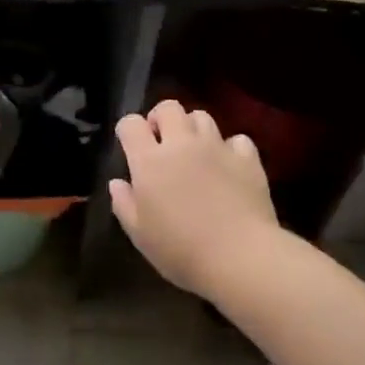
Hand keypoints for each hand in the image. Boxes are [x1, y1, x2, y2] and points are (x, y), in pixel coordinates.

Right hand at [109, 100, 278, 296]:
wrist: (240, 257)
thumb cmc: (182, 250)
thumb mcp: (140, 235)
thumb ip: (124, 204)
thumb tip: (117, 183)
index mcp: (150, 161)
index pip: (131, 124)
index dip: (128, 130)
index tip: (130, 146)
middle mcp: (182, 143)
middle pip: (168, 107)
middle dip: (161, 118)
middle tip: (162, 142)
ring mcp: (217, 147)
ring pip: (202, 116)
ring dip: (193, 129)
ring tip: (195, 151)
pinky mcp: (247, 158)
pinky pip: (236, 139)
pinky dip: (230, 148)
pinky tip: (228, 166)